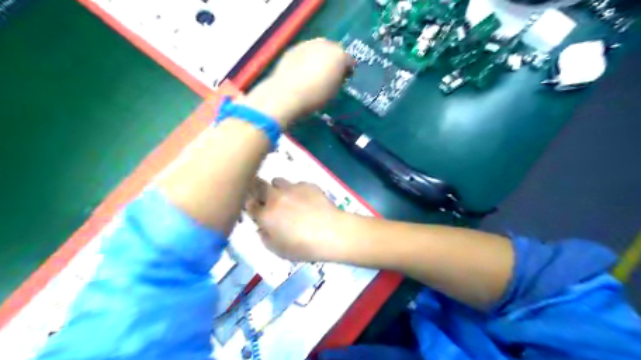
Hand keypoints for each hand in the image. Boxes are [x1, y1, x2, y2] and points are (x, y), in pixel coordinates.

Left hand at [246, 39, 355, 126]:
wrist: (285, 94)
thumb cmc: (314, 97)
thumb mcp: (333, 92)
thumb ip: (338, 80)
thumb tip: (337, 76)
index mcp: (339, 56)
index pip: (349, 60)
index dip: (347, 70)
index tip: (344, 79)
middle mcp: (325, 45)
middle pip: (334, 51)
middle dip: (333, 61)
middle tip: (330, 74)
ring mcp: (307, 44)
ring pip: (318, 49)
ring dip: (319, 58)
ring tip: (315, 72)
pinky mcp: (293, 48)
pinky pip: (305, 52)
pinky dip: (306, 59)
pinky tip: (302, 71)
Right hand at [247, 177, 348, 261]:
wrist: (332, 232)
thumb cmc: (303, 247)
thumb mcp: (278, 250)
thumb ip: (265, 237)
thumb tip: (262, 227)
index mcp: (266, 215)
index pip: (249, 205)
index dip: (251, 206)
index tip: (256, 209)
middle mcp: (275, 197)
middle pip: (258, 185)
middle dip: (258, 190)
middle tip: (266, 199)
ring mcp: (292, 188)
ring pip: (277, 181)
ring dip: (278, 189)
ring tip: (288, 199)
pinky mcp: (308, 184)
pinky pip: (297, 184)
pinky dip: (297, 191)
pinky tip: (308, 201)